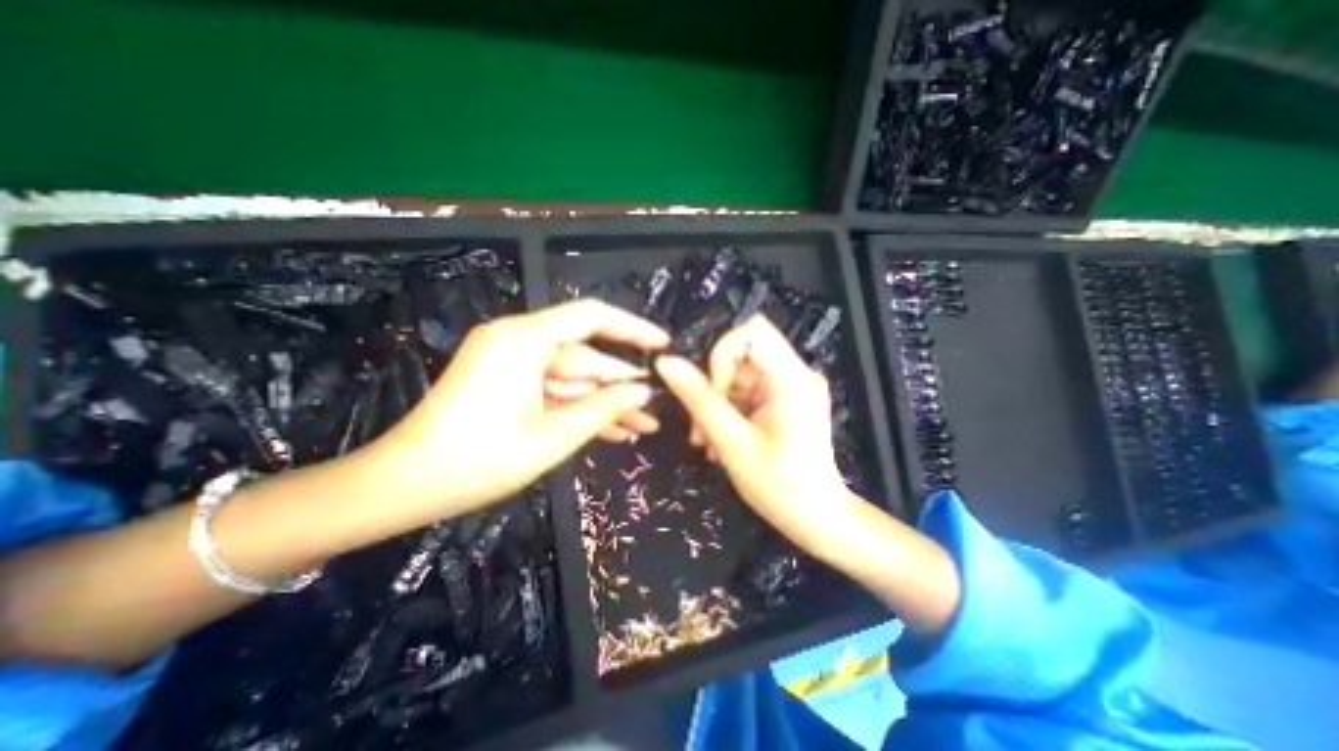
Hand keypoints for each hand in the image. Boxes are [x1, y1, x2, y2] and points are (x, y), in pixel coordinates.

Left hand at [373, 299, 664, 515]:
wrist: (402, 486)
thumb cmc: (478, 461)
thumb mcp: (553, 436)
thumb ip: (603, 408)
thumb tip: (644, 391)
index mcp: (524, 340)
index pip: (591, 317)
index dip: (632, 329)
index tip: (663, 345)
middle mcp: (518, 341)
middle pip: (584, 356)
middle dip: (620, 385)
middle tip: (655, 409)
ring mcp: (511, 363)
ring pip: (572, 378)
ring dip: (604, 403)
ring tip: (642, 427)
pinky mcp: (506, 382)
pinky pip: (553, 390)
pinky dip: (578, 408)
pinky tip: (611, 431)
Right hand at [656, 315, 844, 554]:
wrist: (817, 518)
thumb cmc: (780, 486)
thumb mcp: (732, 442)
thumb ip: (698, 399)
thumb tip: (666, 364)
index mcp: (792, 380)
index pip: (751, 333)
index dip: (721, 356)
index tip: (712, 395)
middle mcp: (797, 374)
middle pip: (742, 356)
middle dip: (714, 388)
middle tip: (701, 429)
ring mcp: (792, 386)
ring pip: (739, 375)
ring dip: (718, 404)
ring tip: (710, 442)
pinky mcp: (786, 398)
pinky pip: (748, 390)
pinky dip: (730, 411)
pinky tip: (723, 440)